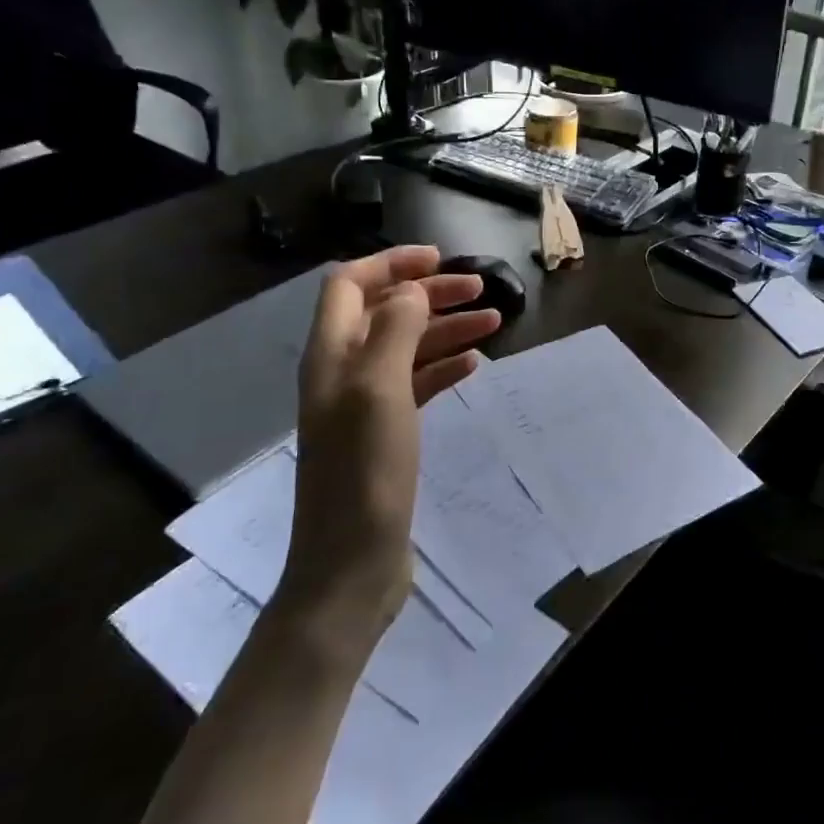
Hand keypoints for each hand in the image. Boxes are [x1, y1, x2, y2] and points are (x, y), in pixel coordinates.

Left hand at [281, 246, 501, 653]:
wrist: (350, 564)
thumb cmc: (364, 472)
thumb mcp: (379, 390)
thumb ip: (395, 330)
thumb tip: (411, 291)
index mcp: (330, 354)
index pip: (349, 284)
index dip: (391, 264)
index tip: (439, 258)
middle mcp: (343, 372)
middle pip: (384, 312)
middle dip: (429, 294)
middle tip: (481, 289)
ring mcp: (364, 405)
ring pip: (406, 347)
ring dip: (445, 329)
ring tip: (494, 322)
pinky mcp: (385, 434)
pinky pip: (416, 385)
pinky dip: (443, 367)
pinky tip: (473, 365)